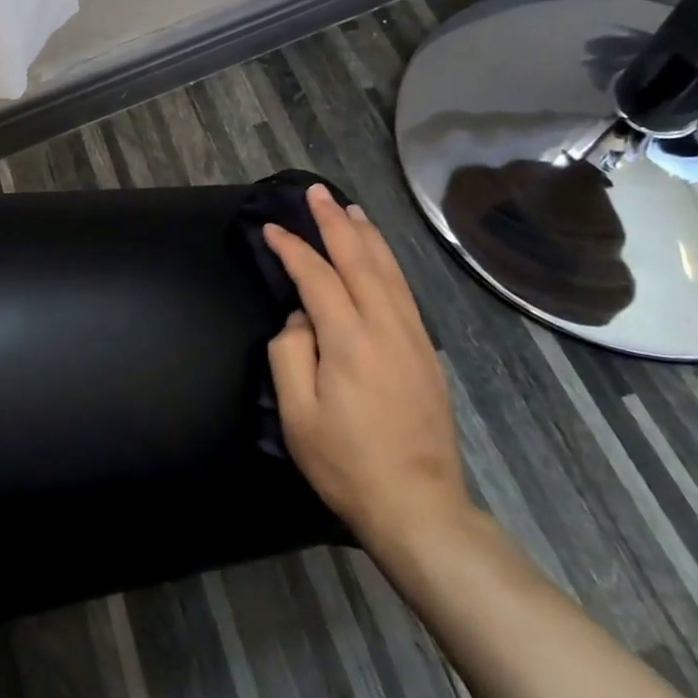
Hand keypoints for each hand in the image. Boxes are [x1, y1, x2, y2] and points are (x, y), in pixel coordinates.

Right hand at [264, 185, 471, 552]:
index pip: (316, 277)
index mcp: (349, 339)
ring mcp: (412, 336)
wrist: (418, 504)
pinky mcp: (426, 351)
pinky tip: (379, 255)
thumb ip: (290, 354)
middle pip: (358, 259)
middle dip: (333, 222)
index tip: (271, 228)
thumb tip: (300, 319)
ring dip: (365, 235)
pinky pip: (404, 290)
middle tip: (316, 192)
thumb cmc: (347, 463)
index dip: (292, 248)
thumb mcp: (297, 415)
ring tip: (348, 209)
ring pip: (387, 270)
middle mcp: (385, 326)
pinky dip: (388, 262)